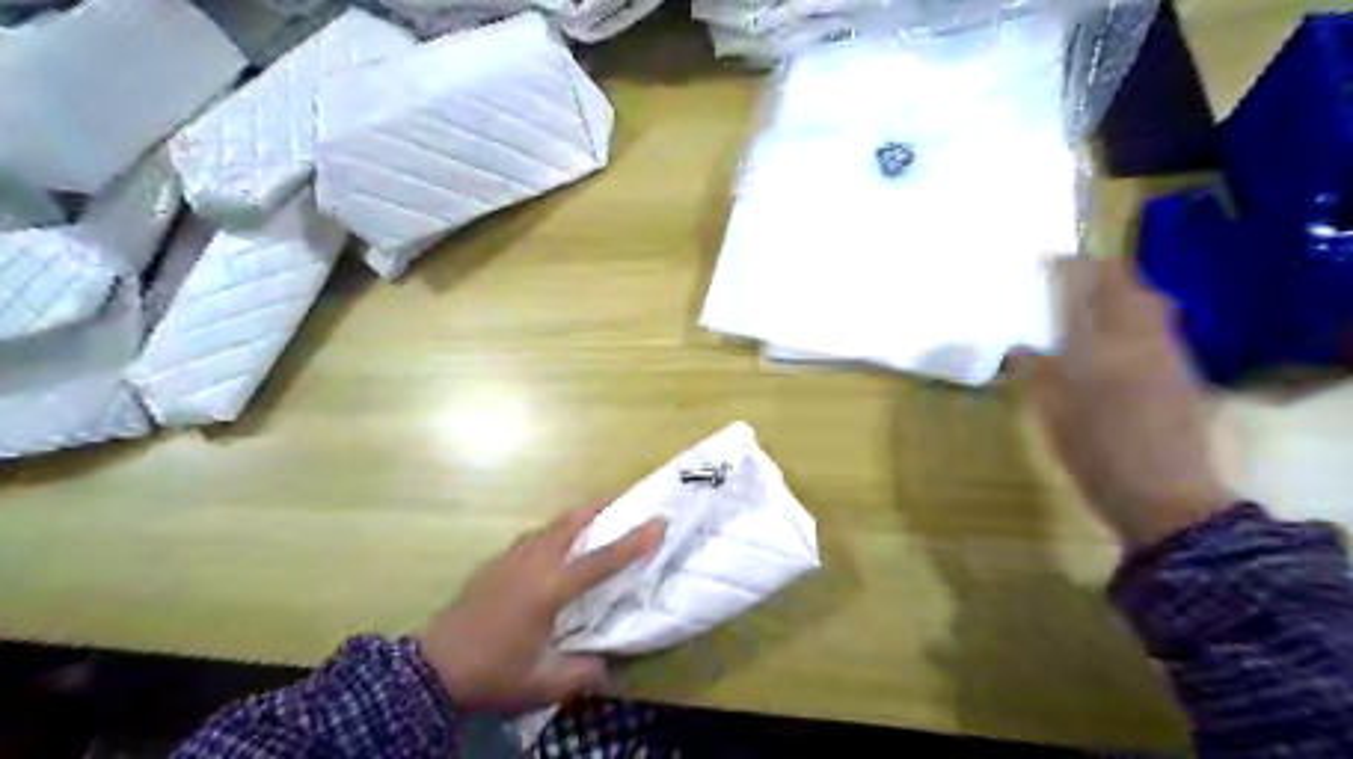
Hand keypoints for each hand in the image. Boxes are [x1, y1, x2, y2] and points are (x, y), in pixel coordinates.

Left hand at [415, 508, 663, 713]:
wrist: (431, 667)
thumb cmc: (492, 673)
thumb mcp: (542, 684)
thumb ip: (582, 673)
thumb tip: (609, 668)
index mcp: (550, 588)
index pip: (602, 560)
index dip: (634, 541)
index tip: (660, 521)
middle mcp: (534, 563)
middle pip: (572, 522)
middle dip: (601, 507)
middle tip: (624, 502)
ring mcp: (511, 559)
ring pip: (550, 525)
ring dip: (576, 518)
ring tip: (593, 521)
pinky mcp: (495, 563)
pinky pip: (533, 537)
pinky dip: (552, 533)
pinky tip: (552, 549)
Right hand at [1016, 258, 1233, 547]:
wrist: (1163, 495)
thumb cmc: (1095, 450)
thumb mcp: (1052, 410)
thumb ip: (1036, 370)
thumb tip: (1020, 346)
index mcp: (1107, 340)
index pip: (1097, 282)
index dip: (1074, 266)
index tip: (1048, 261)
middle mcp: (1144, 338)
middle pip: (1133, 288)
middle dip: (1102, 278)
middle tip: (1068, 285)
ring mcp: (1169, 357)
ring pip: (1149, 310)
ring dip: (1121, 300)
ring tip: (1086, 312)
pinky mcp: (1182, 378)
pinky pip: (1156, 334)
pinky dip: (1133, 326)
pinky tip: (1110, 348)